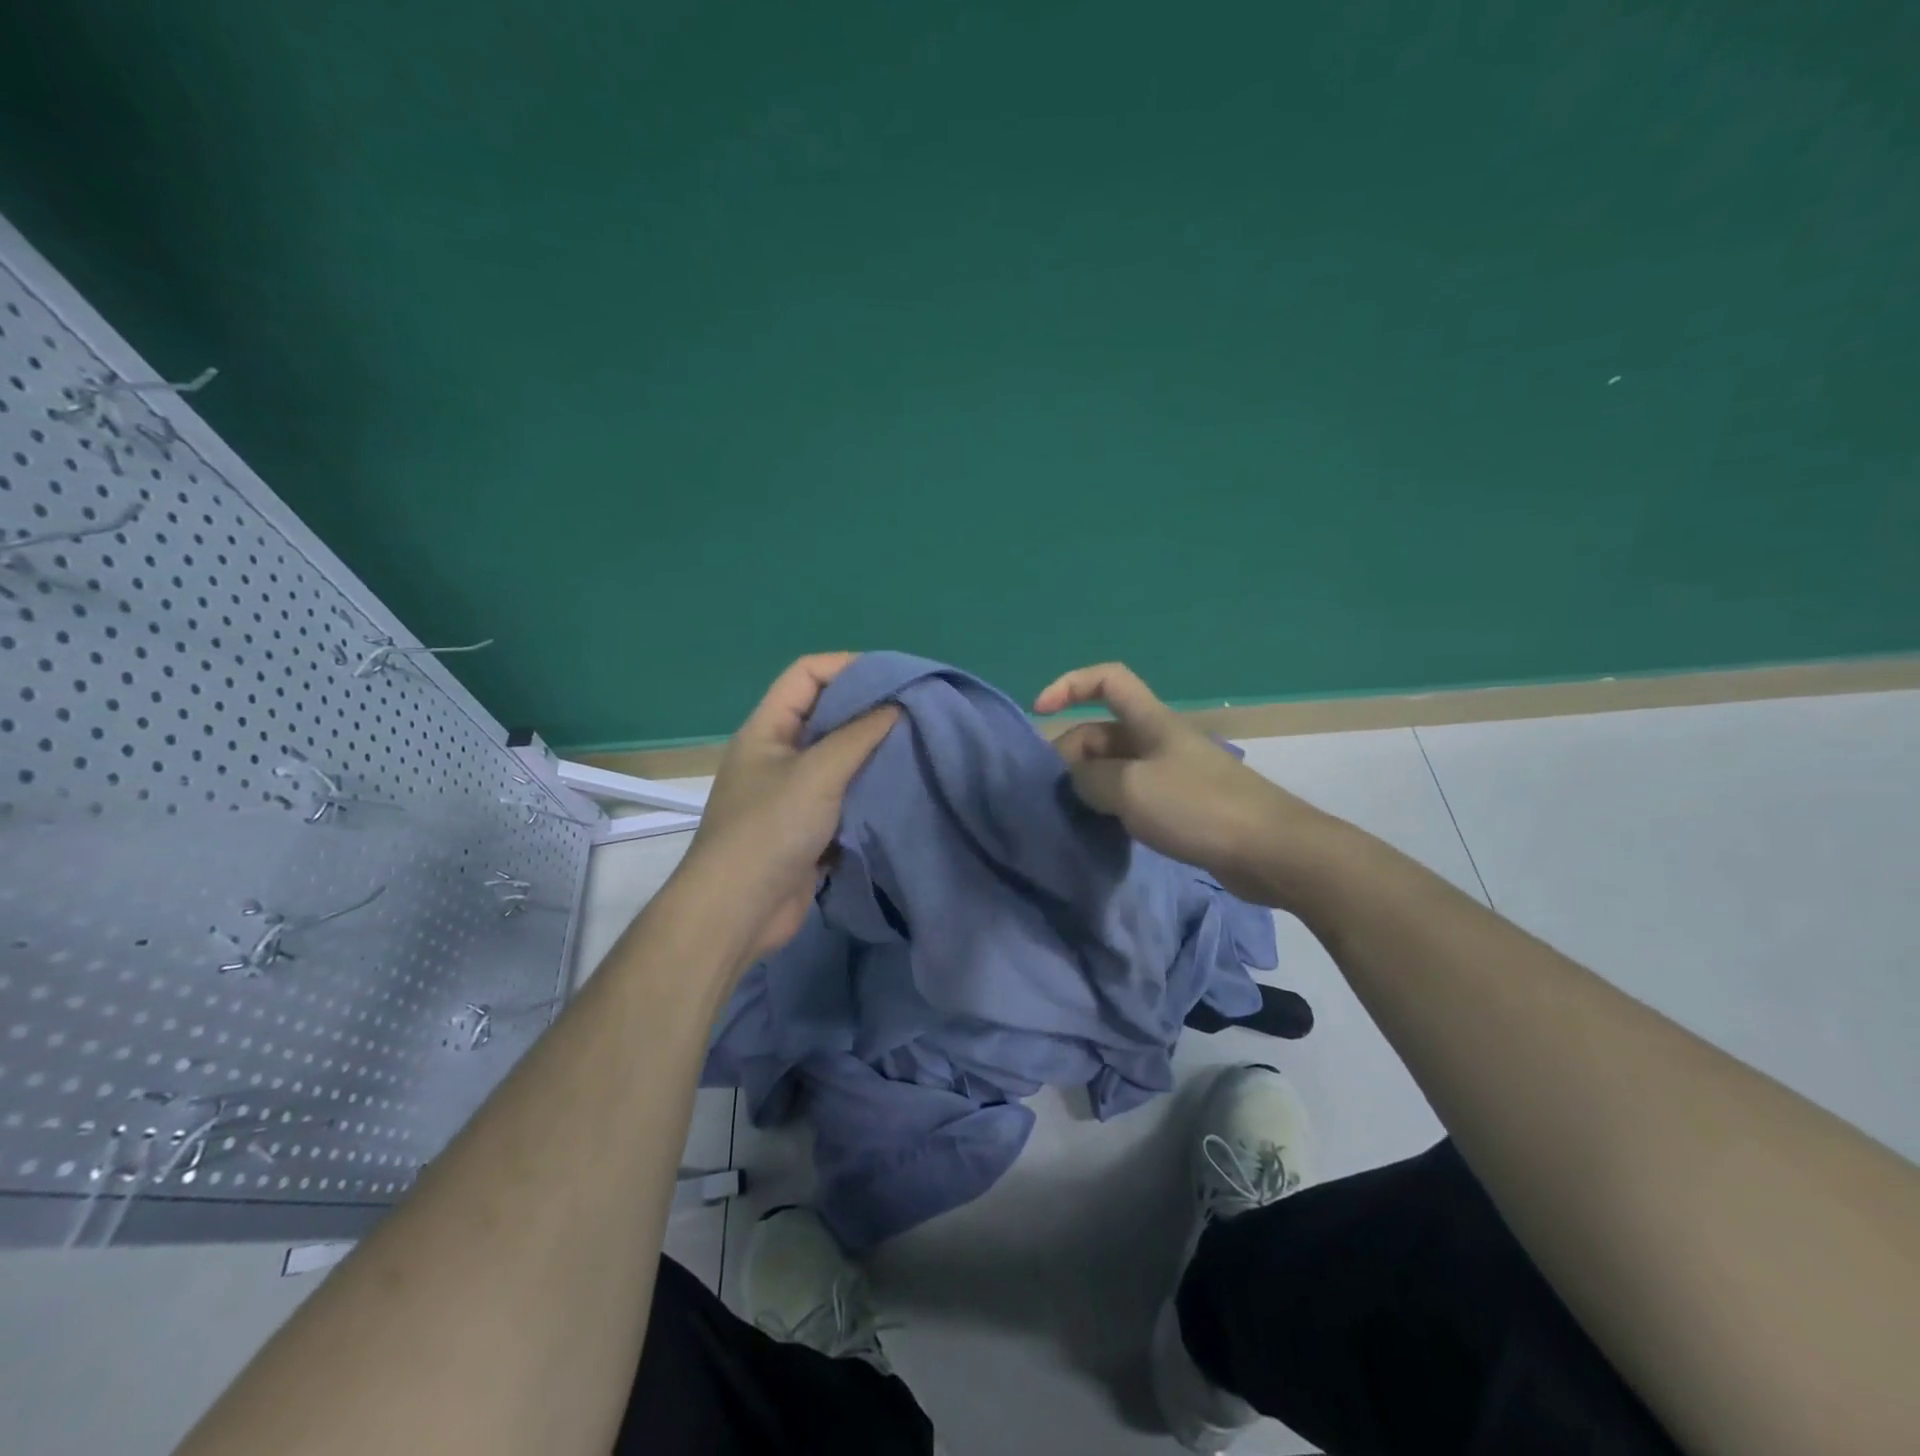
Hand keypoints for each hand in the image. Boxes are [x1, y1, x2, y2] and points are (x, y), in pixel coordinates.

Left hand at [680, 653, 898, 963]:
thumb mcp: (817, 772)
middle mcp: (778, 755)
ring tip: (917, 748)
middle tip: (916, 712)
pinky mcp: (808, 828)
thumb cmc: (770, 829)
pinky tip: (902, 791)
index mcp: (767, 729)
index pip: (806, 674)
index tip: (895, 676)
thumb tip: (899, 704)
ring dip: (873, 755)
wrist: (738, 911)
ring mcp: (792, 794)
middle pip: (826, 715)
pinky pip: (844, 798)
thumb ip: (859, 735)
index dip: (848, 665)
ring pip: (839, 760)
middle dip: (868, 711)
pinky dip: (869, 792)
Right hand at [1034, 662, 1322, 904]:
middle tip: (1056, 796)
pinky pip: (1133, 796)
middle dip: (1071, 755)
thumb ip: (1090, 780)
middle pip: (1101, 733)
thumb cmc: (1198, 807)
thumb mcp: (1130, 788)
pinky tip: (1102, 832)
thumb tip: (1077, 783)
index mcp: (1150, 721)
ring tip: (1072, 816)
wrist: (1271, 850)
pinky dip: (1112, 808)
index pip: (1107, 680)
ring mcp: (1171, 774)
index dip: (1069, 685)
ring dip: (1089, 786)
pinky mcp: (1181, 806)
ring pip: (1115, 769)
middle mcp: (1158, 741)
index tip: (1039, 711)